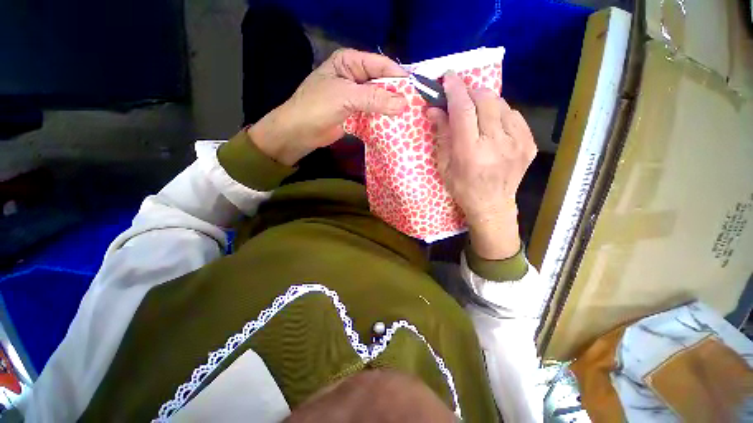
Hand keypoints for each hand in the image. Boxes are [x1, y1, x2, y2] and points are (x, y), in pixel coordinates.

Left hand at [248, 48, 407, 165]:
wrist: (300, 132)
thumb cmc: (317, 107)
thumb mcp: (346, 97)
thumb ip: (374, 99)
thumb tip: (404, 103)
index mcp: (350, 62)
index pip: (381, 65)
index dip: (399, 76)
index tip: (417, 90)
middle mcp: (355, 76)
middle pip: (382, 83)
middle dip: (397, 95)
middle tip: (416, 107)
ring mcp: (356, 96)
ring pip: (379, 100)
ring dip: (391, 109)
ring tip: (410, 117)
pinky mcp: (356, 113)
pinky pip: (374, 113)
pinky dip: (383, 119)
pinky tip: (395, 126)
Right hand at [428, 71, 536, 259]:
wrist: (492, 205)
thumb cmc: (462, 188)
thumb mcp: (444, 166)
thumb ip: (441, 135)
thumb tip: (433, 109)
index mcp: (470, 153)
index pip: (463, 110)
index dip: (455, 90)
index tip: (448, 77)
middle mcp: (496, 144)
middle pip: (484, 100)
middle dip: (469, 92)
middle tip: (460, 97)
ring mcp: (517, 143)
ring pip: (500, 104)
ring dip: (484, 102)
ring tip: (476, 112)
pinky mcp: (528, 144)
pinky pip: (513, 115)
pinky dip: (500, 113)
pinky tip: (492, 124)